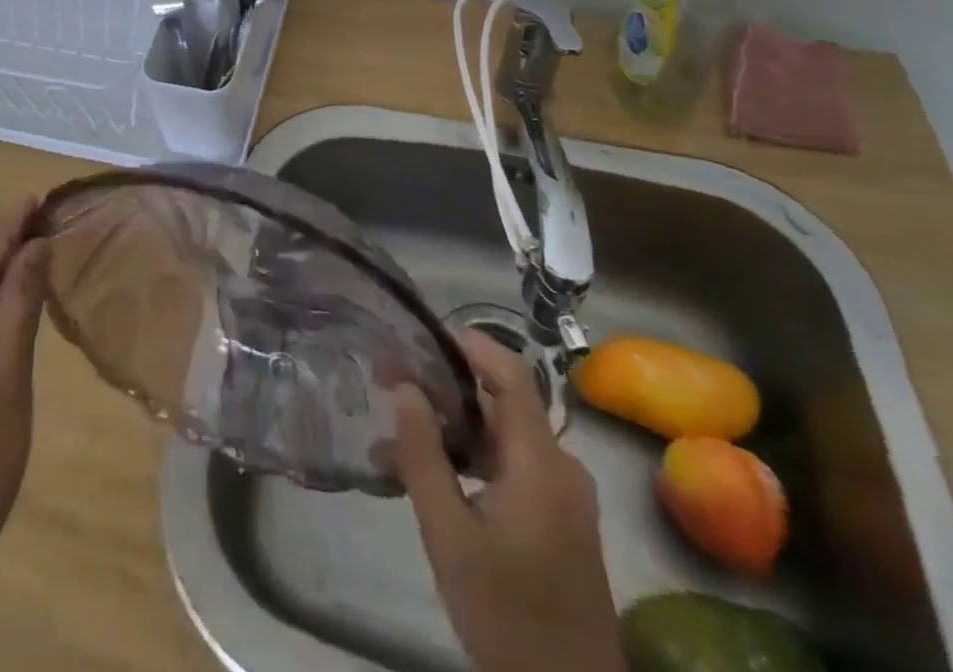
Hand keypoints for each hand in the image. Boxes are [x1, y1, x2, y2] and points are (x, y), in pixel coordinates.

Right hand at [394, 332, 624, 671]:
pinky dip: (470, 461)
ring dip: (450, 430)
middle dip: (443, 389)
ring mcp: (564, 495)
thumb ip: (424, 456)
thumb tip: (405, 387)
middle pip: (500, 404)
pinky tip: (428, 477)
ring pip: (501, 438)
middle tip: (388, 384)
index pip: (511, 374)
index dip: (469, 344)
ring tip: (392, 438)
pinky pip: (511, 468)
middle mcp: (561, 467)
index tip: (420, 336)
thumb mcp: (449, 537)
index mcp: (542, 463)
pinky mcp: (559, 520)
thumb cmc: (507, 616)